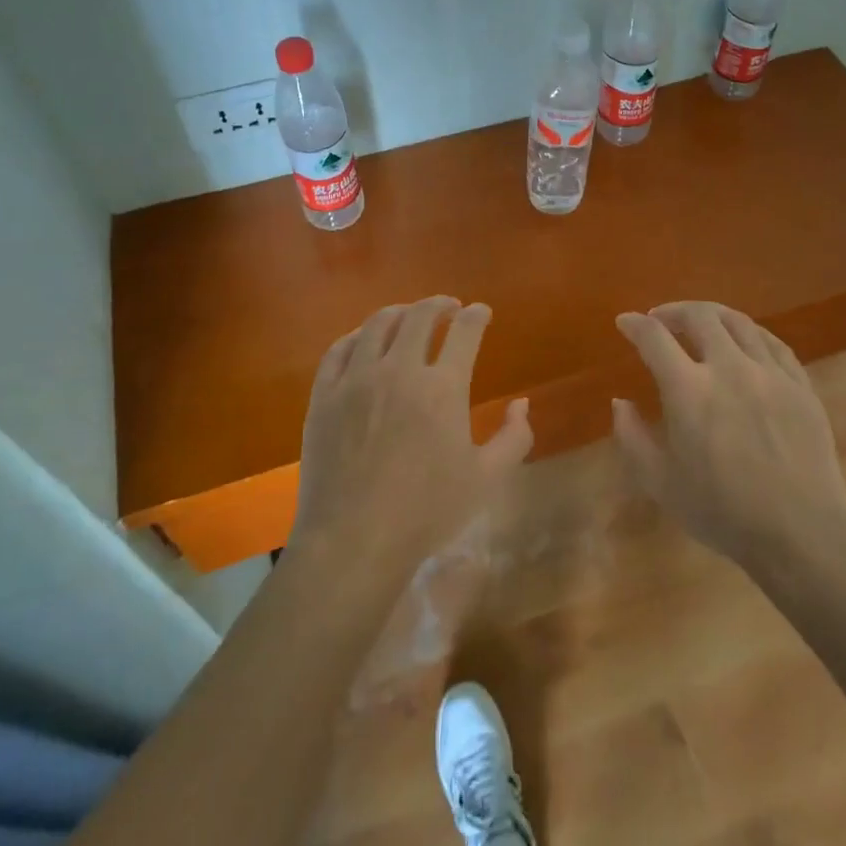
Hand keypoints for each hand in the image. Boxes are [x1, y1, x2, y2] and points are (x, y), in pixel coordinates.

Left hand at [293, 297, 532, 576]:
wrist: (353, 540)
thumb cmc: (426, 512)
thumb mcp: (486, 479)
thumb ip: (513, 437)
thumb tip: (522, 403)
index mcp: (443, 388)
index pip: (465, 331)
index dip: (477, 315)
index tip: (481, 313)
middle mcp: (400, 370)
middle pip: (420, 316)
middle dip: (440, 305)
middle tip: (449, 308)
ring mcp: (357, 379)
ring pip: (378, 324)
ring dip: (400, 312)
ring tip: (409, 316)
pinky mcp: (324, 394)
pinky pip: (340, 349)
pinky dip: (358, 336)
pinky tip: (365, 340)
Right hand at [613, 302, 845, 567]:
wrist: (802, 535)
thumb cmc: (723, 513)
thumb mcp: (660, 483)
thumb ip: (632, 436)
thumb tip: (620, 401)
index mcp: (689, 390)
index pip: (654, 338)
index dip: (635, 325)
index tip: (625, 322)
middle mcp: (729, 368)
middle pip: (699, 316)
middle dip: (673, 311)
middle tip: (661, 320)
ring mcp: (770, 373)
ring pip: (739, 322)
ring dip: (711, 315)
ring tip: (700, 322)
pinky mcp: (801, 385)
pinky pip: (773, 343)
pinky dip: (750, 333)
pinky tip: (744, 342)